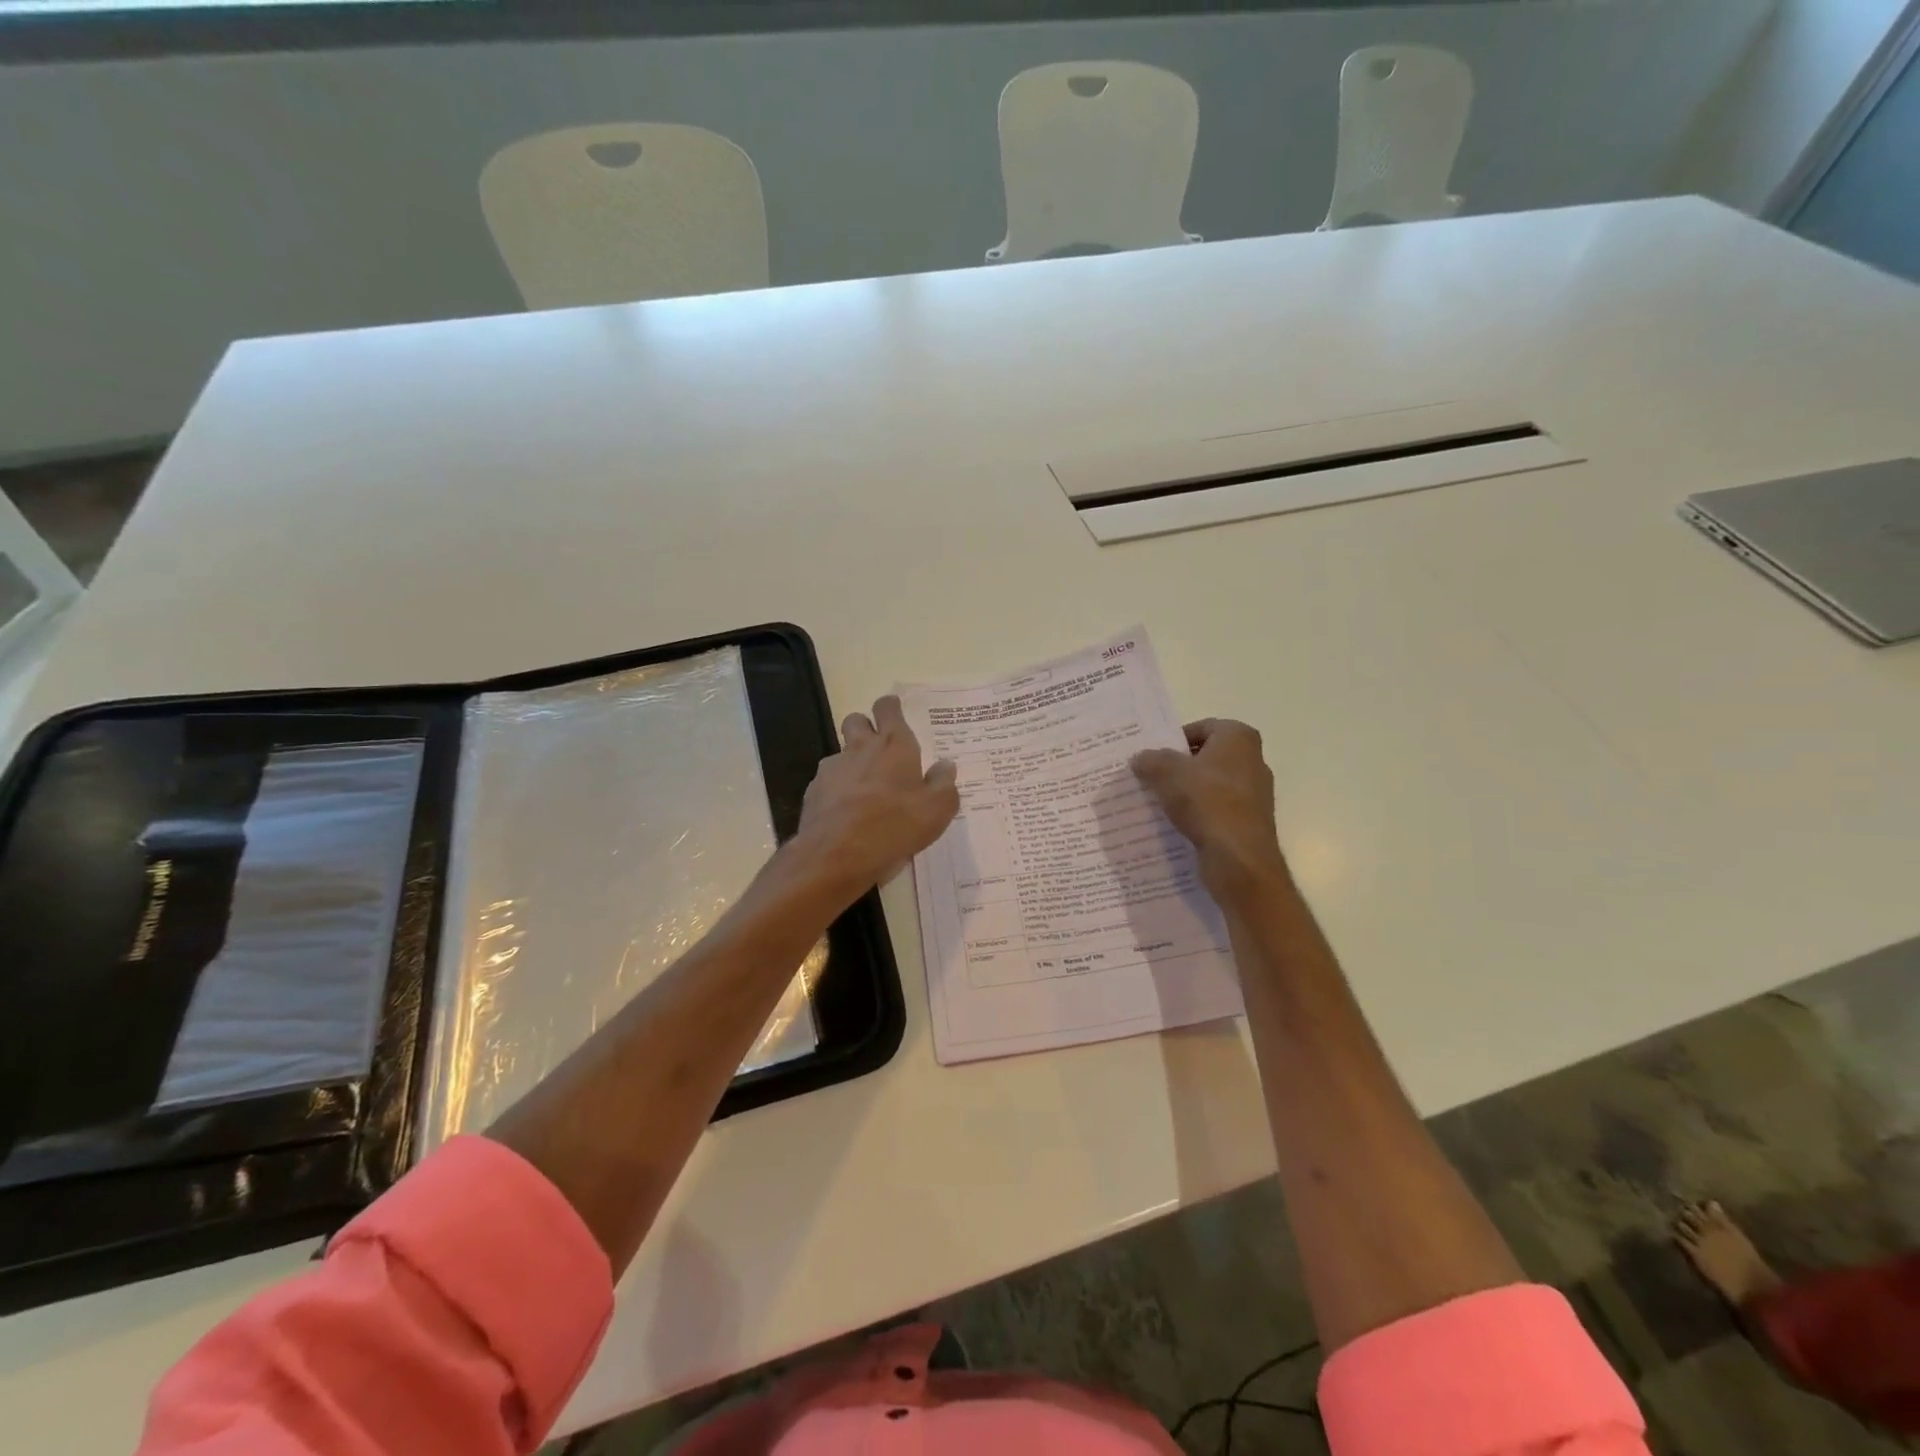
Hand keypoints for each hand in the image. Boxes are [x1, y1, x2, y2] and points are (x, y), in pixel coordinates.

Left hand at [797, 695, 959, 892]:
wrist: (836, 856)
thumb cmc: (895, 827)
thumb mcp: (937, 810)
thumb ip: (944, 784)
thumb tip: (945, 766)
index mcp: (894, 746)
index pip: (888, 708)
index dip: (891, 707)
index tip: (895, 714)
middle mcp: (860, 748)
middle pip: (856, 720)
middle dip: (866, 727)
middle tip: (880, 751)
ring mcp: (832, 769)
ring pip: (841, 753)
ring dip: (852, 763)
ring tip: (865, 791)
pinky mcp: (813, 791)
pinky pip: (828, 781)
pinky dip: (838, 790)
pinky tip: (847, 814)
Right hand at [1132, 719, 1290, 903]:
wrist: (1239, 858)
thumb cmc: (1206, 801)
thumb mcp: (1166, 772)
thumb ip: (1150, 759)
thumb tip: (1141, 759)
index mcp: (1238, 738)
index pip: (1202, 727)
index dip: (1175, 739)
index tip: (1153, 755)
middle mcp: (1253, 761)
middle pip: (1206, 757)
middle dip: (1178, 766)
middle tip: (1150, 777)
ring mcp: (1254, 794)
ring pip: (1210, 786)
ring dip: (1186, 792)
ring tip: (1157, 802)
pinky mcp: (1249, 823)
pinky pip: (1216, 811)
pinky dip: (1198, 815)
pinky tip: (1176, 825)